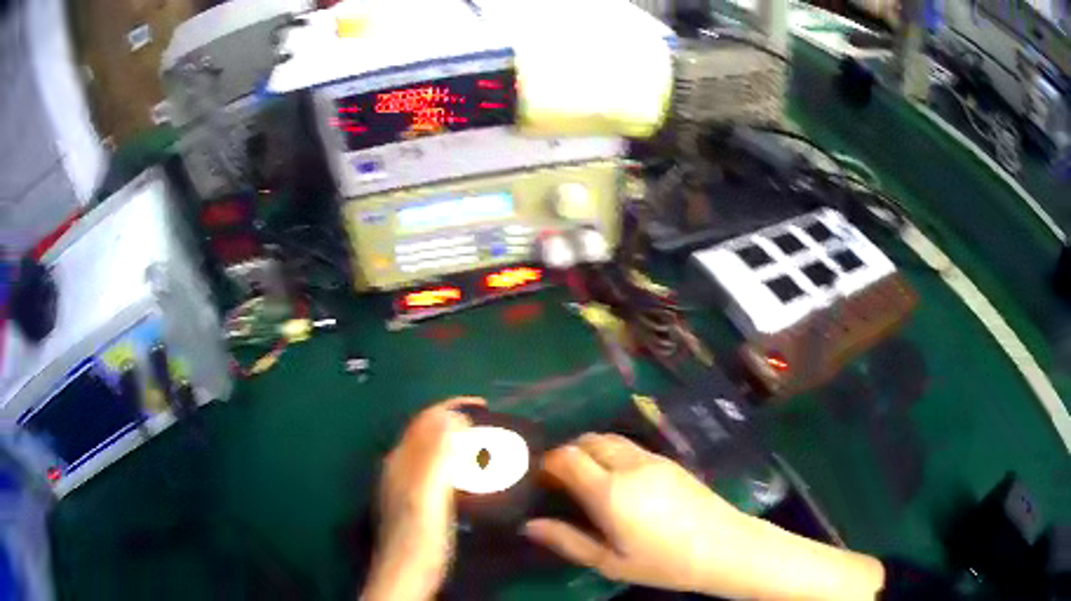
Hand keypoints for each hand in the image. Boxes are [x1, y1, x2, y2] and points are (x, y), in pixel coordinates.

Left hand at [362, 397, 484, 600]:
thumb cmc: (420, 535)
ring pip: (432, 450)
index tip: (485, 405)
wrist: (408, 571)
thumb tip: (452, 416)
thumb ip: (436, 456)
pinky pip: (435, 468)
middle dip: (456, 422)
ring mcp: (405, 484)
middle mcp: (399, 466)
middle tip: (490, 426)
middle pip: (427, 432)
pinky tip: (469, 474)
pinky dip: (454, 461)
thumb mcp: (428, 494)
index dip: (452, 407)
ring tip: (485, 446)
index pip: (425, 420)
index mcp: (401, 460)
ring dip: (456, 441)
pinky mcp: (414, 500)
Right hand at [522, 433, 750, 592]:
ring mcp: (652, 459)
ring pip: (609, 439)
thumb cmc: (663, 563)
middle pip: (586, 440)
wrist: (723, 547)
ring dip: (590, 450)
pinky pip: (630, 446)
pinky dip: (612, 454)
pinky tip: (617, 481)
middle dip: (566, 454)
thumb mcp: (609, 562)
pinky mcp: (669, 460)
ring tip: (586, 479)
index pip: (566, 458)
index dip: (547, 464)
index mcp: (609, 491)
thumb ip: (566, 541)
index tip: (539, 482)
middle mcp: (628, 465)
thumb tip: (528, 526)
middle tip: (559, 481)